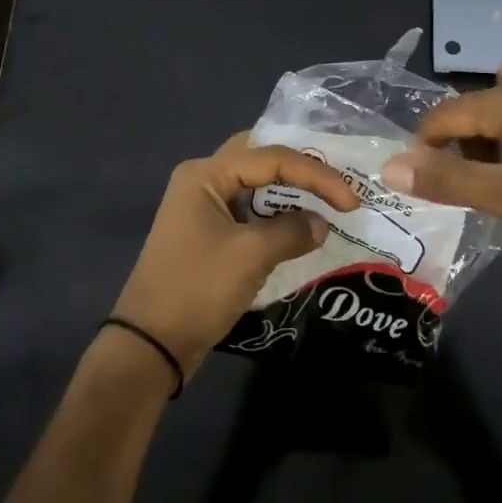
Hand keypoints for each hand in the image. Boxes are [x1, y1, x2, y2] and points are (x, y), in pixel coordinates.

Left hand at [112, 133, 359, 377]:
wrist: (150, 345)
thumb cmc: (197, 289)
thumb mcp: (251, 256)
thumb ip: (292, 231)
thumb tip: (321, 224)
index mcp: (206, 174)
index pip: (272, 158)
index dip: (316, 175)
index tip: (351, 200)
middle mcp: (203, 180)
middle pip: (262, 159)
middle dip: (302, 169)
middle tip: (337, 183)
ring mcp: (204, 207)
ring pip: (257, 185)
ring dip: (291, 193)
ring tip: (329, 202)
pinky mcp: (209, 233)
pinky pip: (250, 211)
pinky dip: (278, 215)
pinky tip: (303, 226)